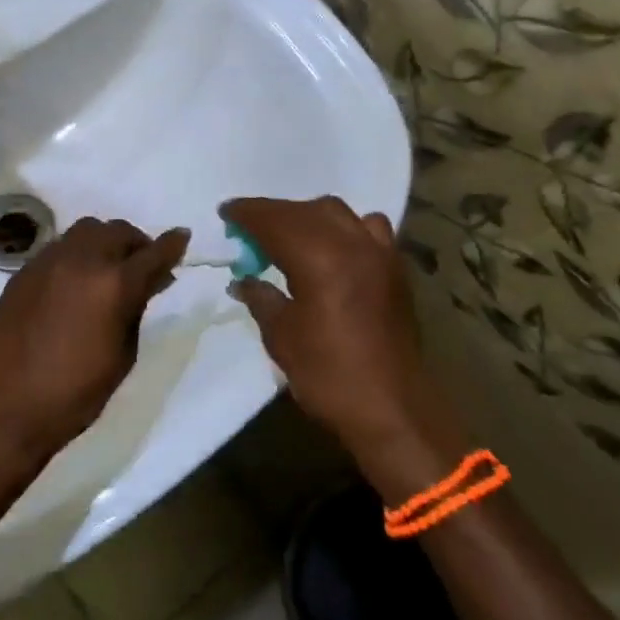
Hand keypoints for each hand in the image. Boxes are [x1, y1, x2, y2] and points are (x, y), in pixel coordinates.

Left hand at [0, 217, 188, 480]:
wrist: (4, 408)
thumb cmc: (74, 394)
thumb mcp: (122, 356)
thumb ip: (135, 311)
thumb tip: (145, 285)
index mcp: (113, 285)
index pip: (153, 253)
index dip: (172, 244)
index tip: (182, 237)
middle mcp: (81, 261)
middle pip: (117, 231)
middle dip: (136, 243)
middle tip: (142, 265)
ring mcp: (47, 262)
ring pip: (85, 231)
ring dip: (104, 243)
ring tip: (106, 269)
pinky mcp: (22, 272)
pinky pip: (57, 248)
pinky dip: (76, 255)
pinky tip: (74, 283)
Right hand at [221, 197, 442, 466]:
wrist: (392, 408)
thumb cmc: (328, 375)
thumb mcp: (282, 337)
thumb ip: (261, 298)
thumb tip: (243, 280)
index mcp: (318, 258)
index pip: (274, 220)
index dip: (247, 213)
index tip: (225, 213)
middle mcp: (351, 244)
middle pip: (304, 210)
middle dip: (272, 213)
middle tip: (247, 227)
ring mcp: (378, 253)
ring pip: (337, 213)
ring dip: (307, 215)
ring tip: (288, 235)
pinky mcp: (395, 268)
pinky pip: (367, 228)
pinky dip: (343, 227)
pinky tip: (333, 248)